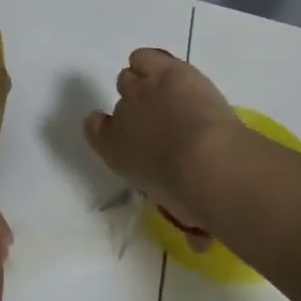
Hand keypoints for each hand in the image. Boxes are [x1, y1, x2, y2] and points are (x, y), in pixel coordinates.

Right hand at [84, 49, 242, 240]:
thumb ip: (184, 221)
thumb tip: (200, 243)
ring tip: (171, 93)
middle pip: (122, 99)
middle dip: (140, 107)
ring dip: (148, 82)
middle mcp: (121, 116)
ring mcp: (143, 89)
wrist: (206, 161)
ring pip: (131, 74)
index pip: (95, 129)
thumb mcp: (180, 212)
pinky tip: (172, 73)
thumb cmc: (189, 195)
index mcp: (114, 151)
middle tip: (164, 118)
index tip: (124, 132)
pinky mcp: (167, 70)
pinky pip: (145, 56)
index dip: (107, 127)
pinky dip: (155, 62)